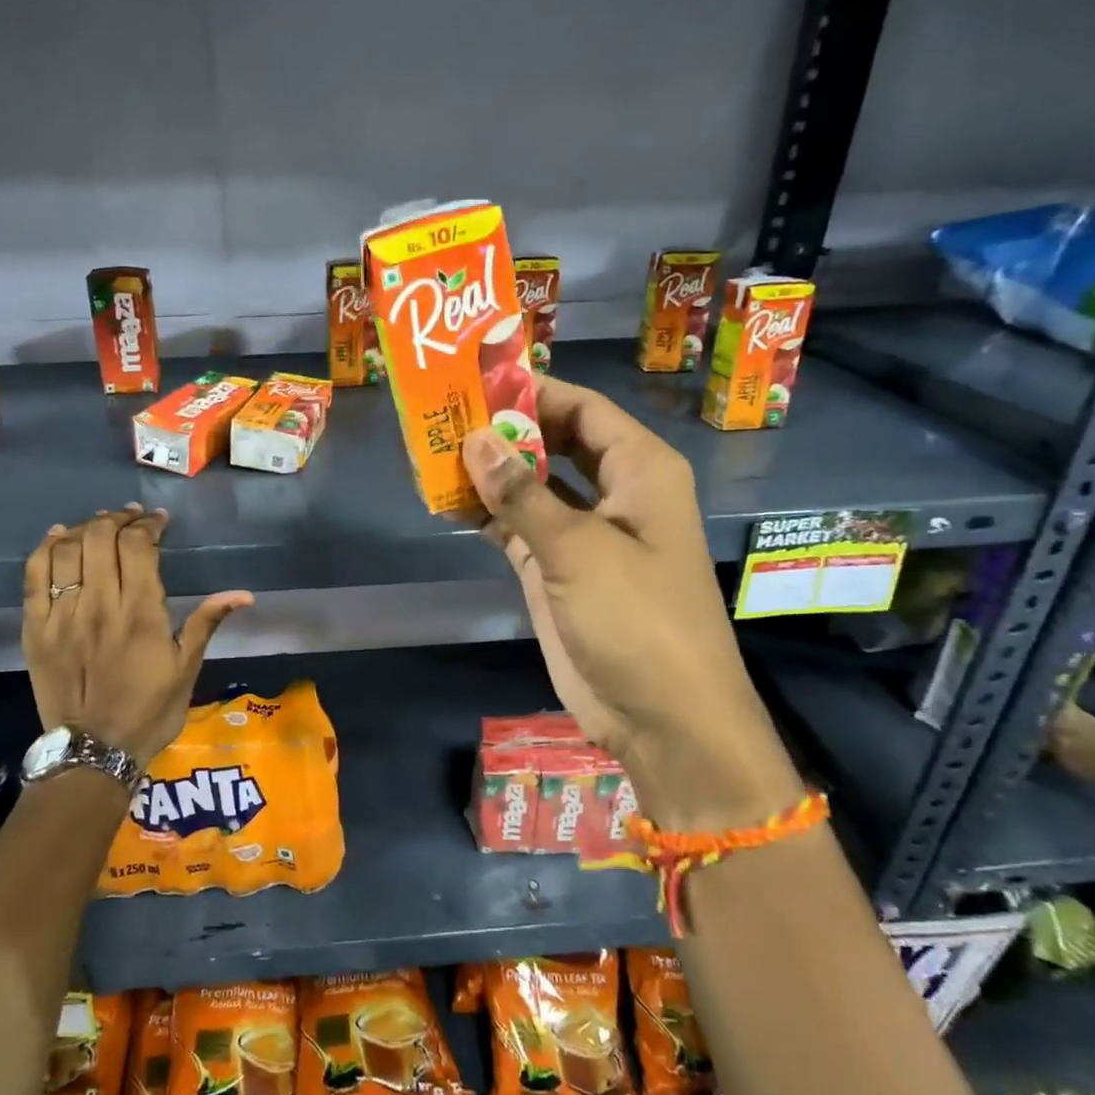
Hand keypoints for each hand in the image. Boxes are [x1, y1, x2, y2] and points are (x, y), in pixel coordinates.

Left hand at [22, 505, 252, 768]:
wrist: (95, 752)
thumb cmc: (149, 711)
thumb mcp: (187, 669)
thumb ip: (206, 623)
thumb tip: (243, 594)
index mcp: (141, 613)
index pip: (139, 546)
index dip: (148, 524)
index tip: (158, 520)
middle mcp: (100, 605)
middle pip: (101, 538)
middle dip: (118, 518)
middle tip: (131, 518)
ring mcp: (63, 616)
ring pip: (67, 550)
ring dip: (85, 528)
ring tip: (99, 525)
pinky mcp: (36, 629)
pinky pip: (34, 577)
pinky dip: (45, 549)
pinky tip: (59, 538)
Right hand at [461, 378, 802, 830]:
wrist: (662, 717)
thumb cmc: (638, 619)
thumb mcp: (578, 549)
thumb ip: (522, 494)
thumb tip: (474, 439)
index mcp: (640, 470)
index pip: (582, 408)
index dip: (533, 390)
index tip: (475, 377)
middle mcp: (614, 493)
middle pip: (554, 442)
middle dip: (504, 430)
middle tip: (443, 411)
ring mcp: (583, 534)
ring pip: (531, 487)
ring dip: (489, 473)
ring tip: (432, 451)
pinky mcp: (557, 570)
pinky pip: (517, 528)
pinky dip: (486, 515)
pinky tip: (445, 502)